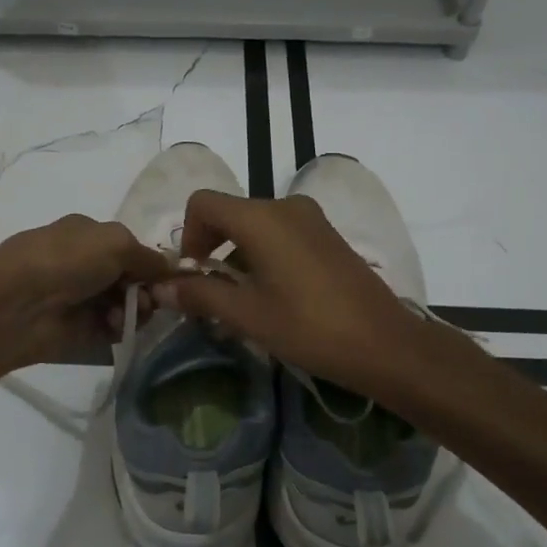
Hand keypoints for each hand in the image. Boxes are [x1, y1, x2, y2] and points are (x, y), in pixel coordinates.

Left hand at [0, 215, 175, 373]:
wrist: (15, 305)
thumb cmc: (65, 260)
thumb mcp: (115, 242)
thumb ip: (148, 256)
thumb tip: (170, 270)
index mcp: (89, 235)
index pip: (132, 248)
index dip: (152, 263)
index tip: (169, 278)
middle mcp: (86, 265)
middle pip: (134, 279)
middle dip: (147, 289)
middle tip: (150, 299)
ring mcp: (83, 299)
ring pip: (128, 305)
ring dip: (136, 309)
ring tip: (127, 314)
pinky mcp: (80, 331)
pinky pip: (114, 330)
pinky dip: (121, 328)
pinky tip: (115, 327)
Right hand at [153, 189, 433, 401]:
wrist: (384, 343)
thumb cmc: (309, 328)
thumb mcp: (248, 315)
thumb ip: (201, 295)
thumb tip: (161, 288)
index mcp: (261, 218)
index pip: (203, 203)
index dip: (188, 235)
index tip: (194, 274)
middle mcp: (285, 206)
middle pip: (230, 213)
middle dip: (211, 248)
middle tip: (210, 293)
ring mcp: (310, 218)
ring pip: (255, 224)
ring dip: (237, 255)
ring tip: (240, 301)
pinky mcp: (327, 234)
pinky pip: (281, 233)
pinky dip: (263, 254)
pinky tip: (271, 295)